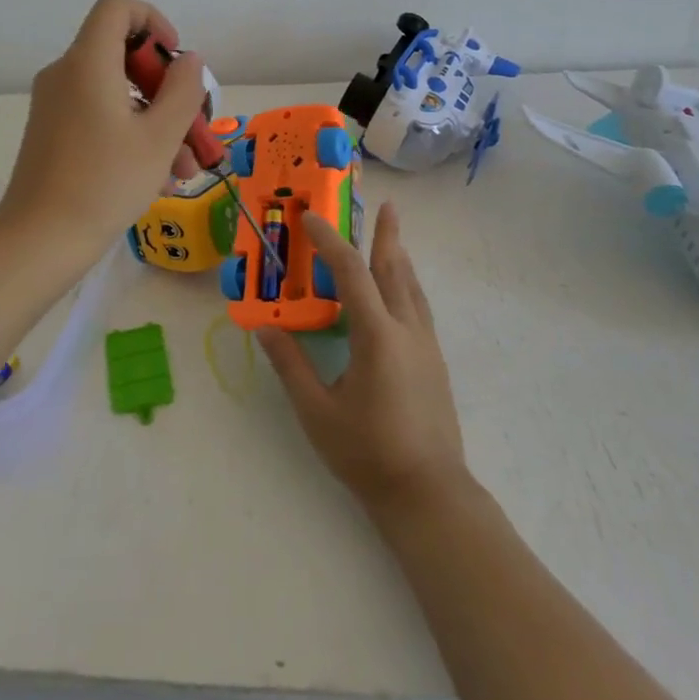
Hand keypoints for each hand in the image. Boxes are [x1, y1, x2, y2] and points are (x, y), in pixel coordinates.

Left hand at [0, 0, 205, 261]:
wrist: (39, 240)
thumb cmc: (105, 182)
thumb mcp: (160, 137)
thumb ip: (183, 90)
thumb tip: (189, 60)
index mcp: (88, 63)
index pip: (117, 8)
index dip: (153, 21)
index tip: (175, 60)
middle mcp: (65, 74)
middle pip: (122, 56)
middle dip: (165, 88)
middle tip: (192, 126)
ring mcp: (55, 104)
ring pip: (116, 94)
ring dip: (155, 121)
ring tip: (184, 167)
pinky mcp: (51, 132)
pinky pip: (98, 116)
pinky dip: (130, 134)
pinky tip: (159, 178)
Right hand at [259, 203, 466, 517]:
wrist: (429, 493)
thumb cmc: (368, 453)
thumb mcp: (317, 412)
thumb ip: (291, 366)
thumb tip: (263, 328)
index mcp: (377, 336)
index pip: (352, 274)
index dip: (331, 242)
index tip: (312, 219)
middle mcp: (407, 331)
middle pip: (395, 270)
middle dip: (387, 236)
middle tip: (388, 206)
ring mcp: (426, 346)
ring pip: (413, 289)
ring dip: (400, 258)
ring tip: (394, 238)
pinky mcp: (435, 363)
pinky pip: (420, 308)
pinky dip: (408, 286)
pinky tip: (402, 293)